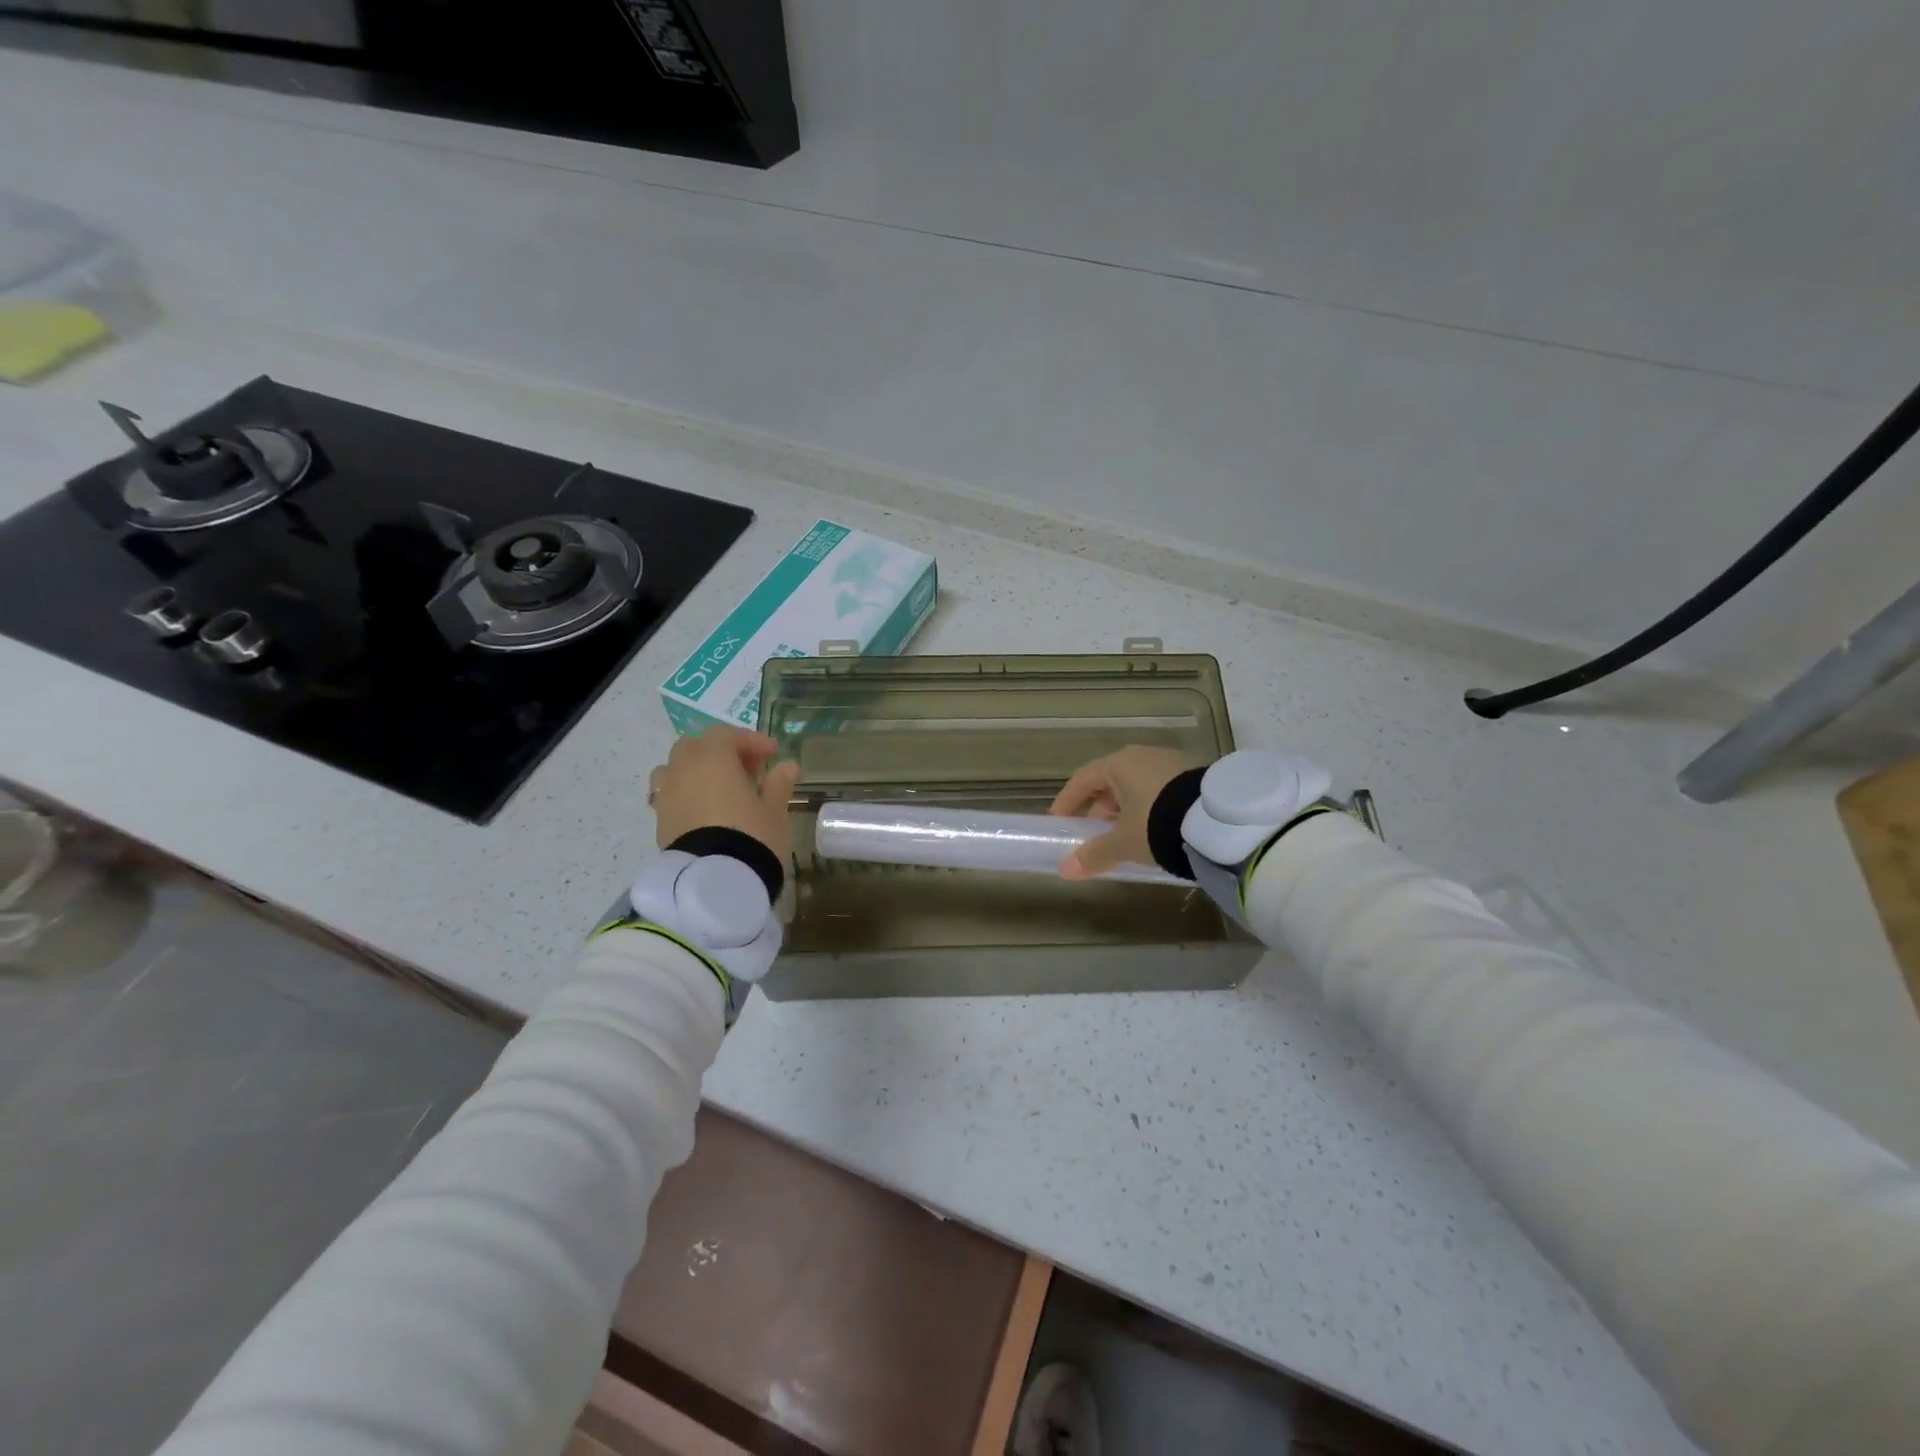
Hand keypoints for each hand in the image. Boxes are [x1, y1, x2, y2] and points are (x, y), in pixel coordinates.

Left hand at [649, 726, 801, 863]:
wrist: (714, 884)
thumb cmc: (752, 837)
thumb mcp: (774, 811)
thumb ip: (778, 784)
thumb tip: (787, 767)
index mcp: (712, 759)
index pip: (727, 735)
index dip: (751, 740)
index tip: (773, 753)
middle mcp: (683, 769)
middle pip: (696, 746)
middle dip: (721, 752)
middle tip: (747, 770)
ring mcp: (667, 795)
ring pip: (676, 768)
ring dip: (697, 770)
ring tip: (720, 788)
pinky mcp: (660, 820)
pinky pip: (670, 794)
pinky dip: (687, 793)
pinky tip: (706, 811)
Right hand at [1049, 746, 1199, 879]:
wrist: (1218, 821)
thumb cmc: (1157, 824)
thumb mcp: (1123, 843)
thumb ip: (1093, 854)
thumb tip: (1065, 871)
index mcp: (1119, 764)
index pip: (1083, 779)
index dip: (1068, 801)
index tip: (1059, 821)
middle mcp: (1143, 755)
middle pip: (1110, 781)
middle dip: (1100, 809)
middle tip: (1095, 835)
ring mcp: (1171, 762)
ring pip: (1137, 785)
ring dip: (1126, 809)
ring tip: (1126, 838)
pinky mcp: (1194, 774)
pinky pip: (1160, 789)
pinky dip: (1149, 807)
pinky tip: (1155, 831)